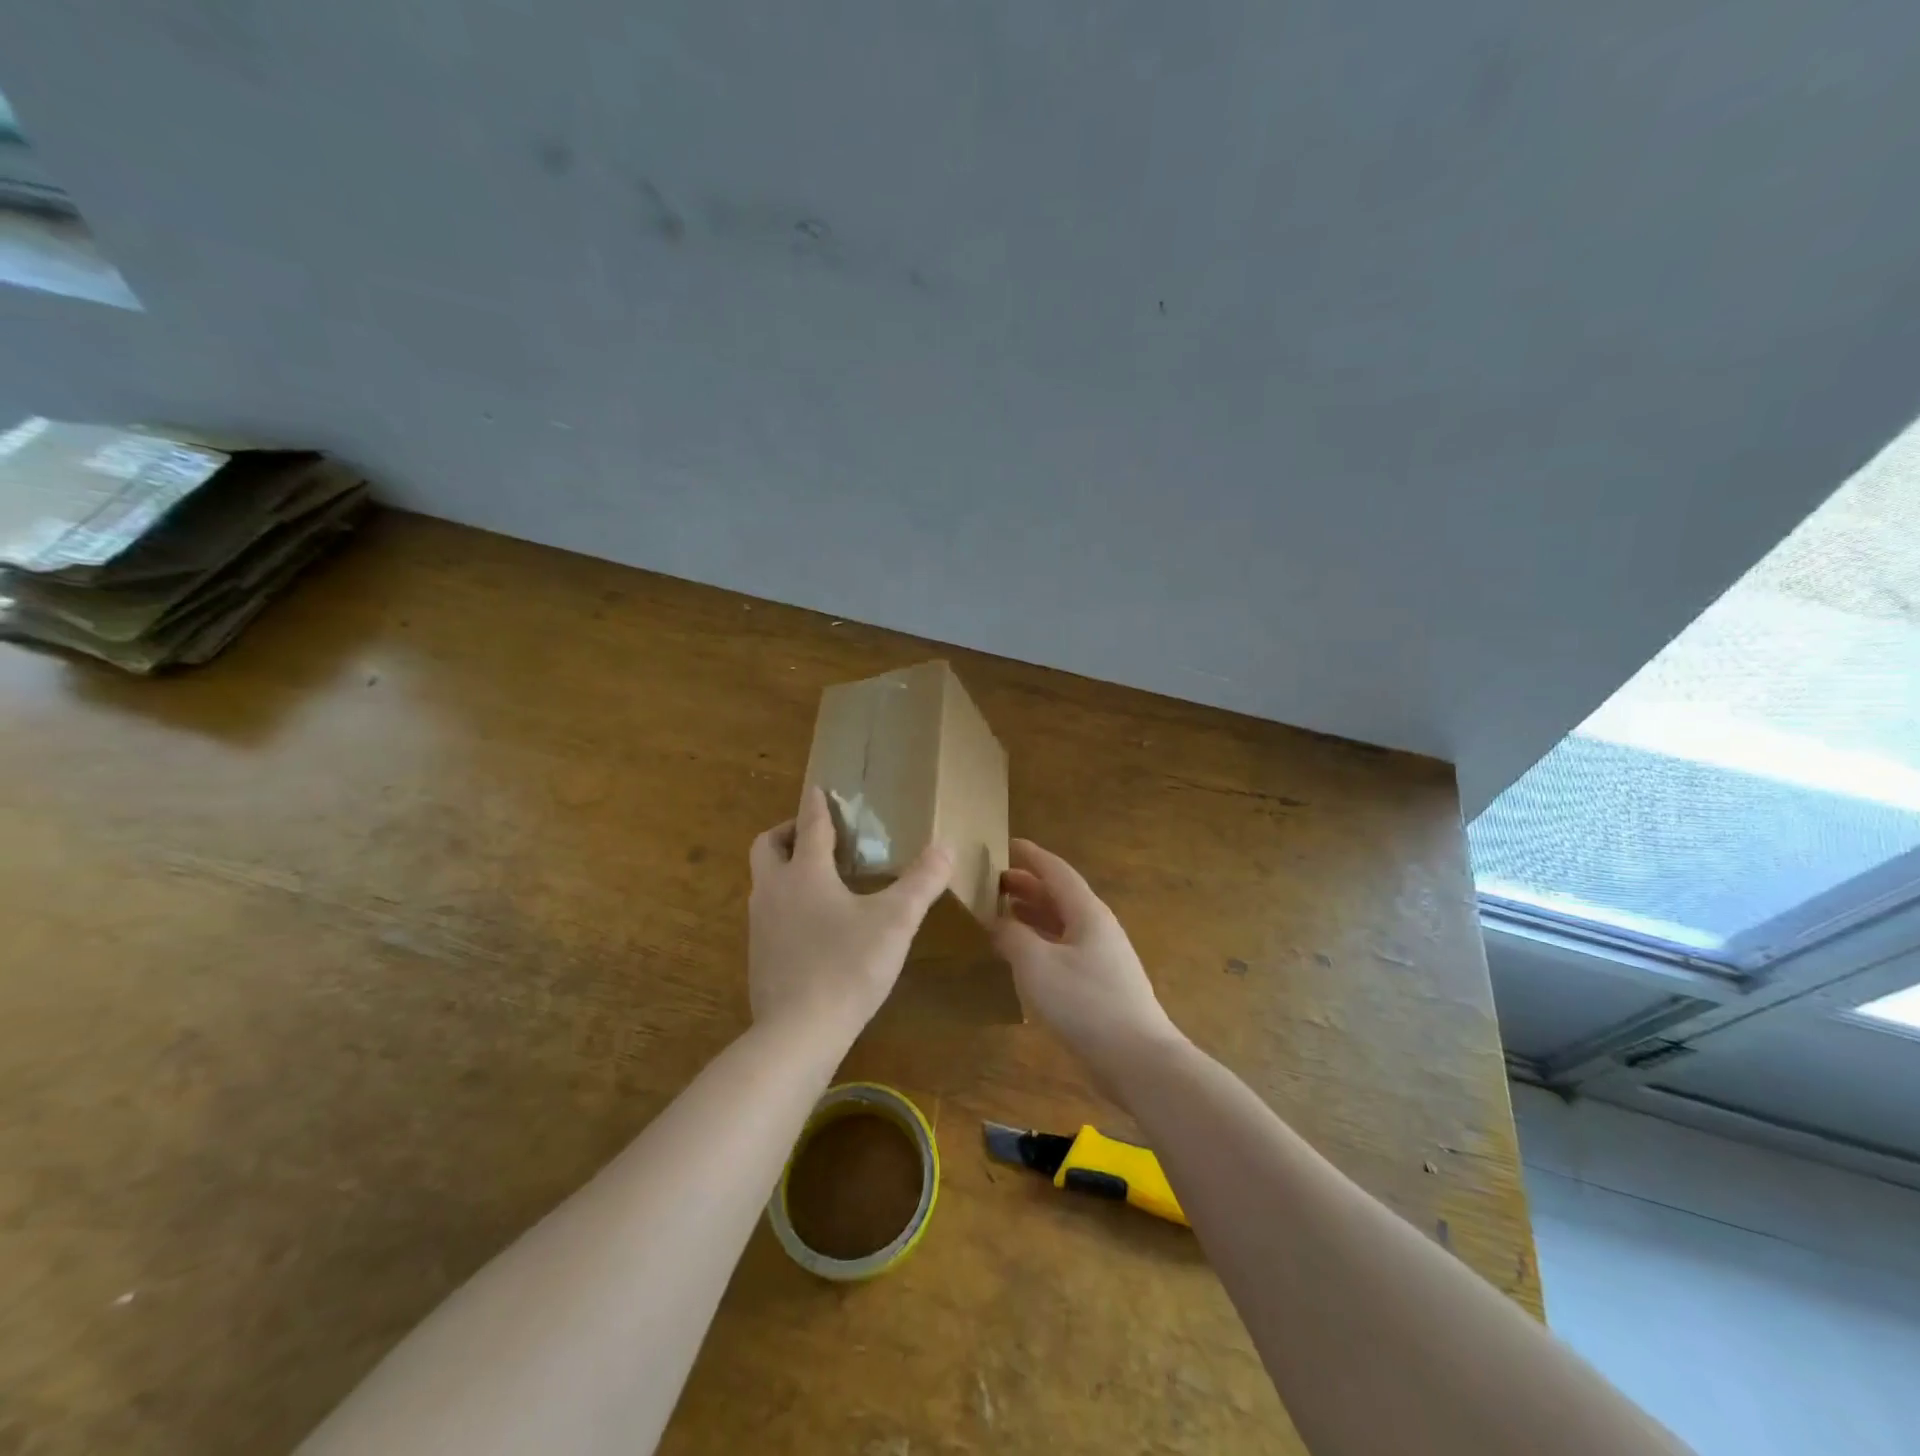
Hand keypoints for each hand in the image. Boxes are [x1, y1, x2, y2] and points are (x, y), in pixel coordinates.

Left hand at [747, 788, 951, 1040]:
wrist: (798, 1033)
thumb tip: (946, 846)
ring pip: (765, 882)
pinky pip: (768, 914)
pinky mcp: (758, 956)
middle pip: (767, 846)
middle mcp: (774, 891)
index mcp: (805, 873)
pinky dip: (786, 904)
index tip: (818, 788)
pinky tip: (813, 926)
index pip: (808, 825)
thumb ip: (922, 882)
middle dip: (787, 832)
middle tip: (816, 836)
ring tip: (820, 879)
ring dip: (785, 869)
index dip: (815, 804)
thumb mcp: (895, 921)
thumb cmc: (848, 966)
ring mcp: (760, 925)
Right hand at [991, 839, 1182, 1077]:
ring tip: (1003, 912)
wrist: (1137, 1058)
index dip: (1031, 856)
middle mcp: (1098, 927)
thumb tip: (996, 920)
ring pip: (1063, 923)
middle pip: (1060, 896)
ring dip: (1034, 914)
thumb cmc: (1085, 1002)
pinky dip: (1041, 941)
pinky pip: (1066, 948)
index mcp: (1087, 912)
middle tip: (995, 882)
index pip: (1056, 871)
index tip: (1007, 844)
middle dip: (1028, 885)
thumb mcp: (1036, 964)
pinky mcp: (1101, 983)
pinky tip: (1024, 955)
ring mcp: (1103, 956)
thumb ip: (1012, 936)